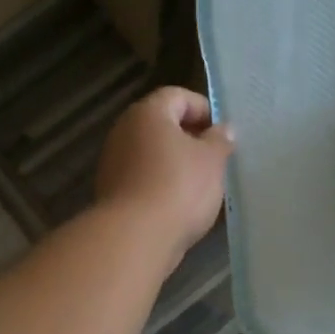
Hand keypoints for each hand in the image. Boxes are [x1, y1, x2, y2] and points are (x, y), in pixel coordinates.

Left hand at [95, 86, 233, 256]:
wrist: (135, 237)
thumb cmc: (178, 187)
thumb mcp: (211, 160)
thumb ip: (220, 140)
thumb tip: (223, 129)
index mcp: (148, 113)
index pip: (177, 96)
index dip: (203, 109)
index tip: (221, 133)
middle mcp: (124, 131)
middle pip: (161, 123)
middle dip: (189, 137)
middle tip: (215, 157)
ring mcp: (113, 162)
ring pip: (151, 152)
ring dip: (175, 162)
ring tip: (201, 183)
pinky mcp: (111, 191)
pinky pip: (142, 177)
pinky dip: (160, 182)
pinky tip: (179, 203)